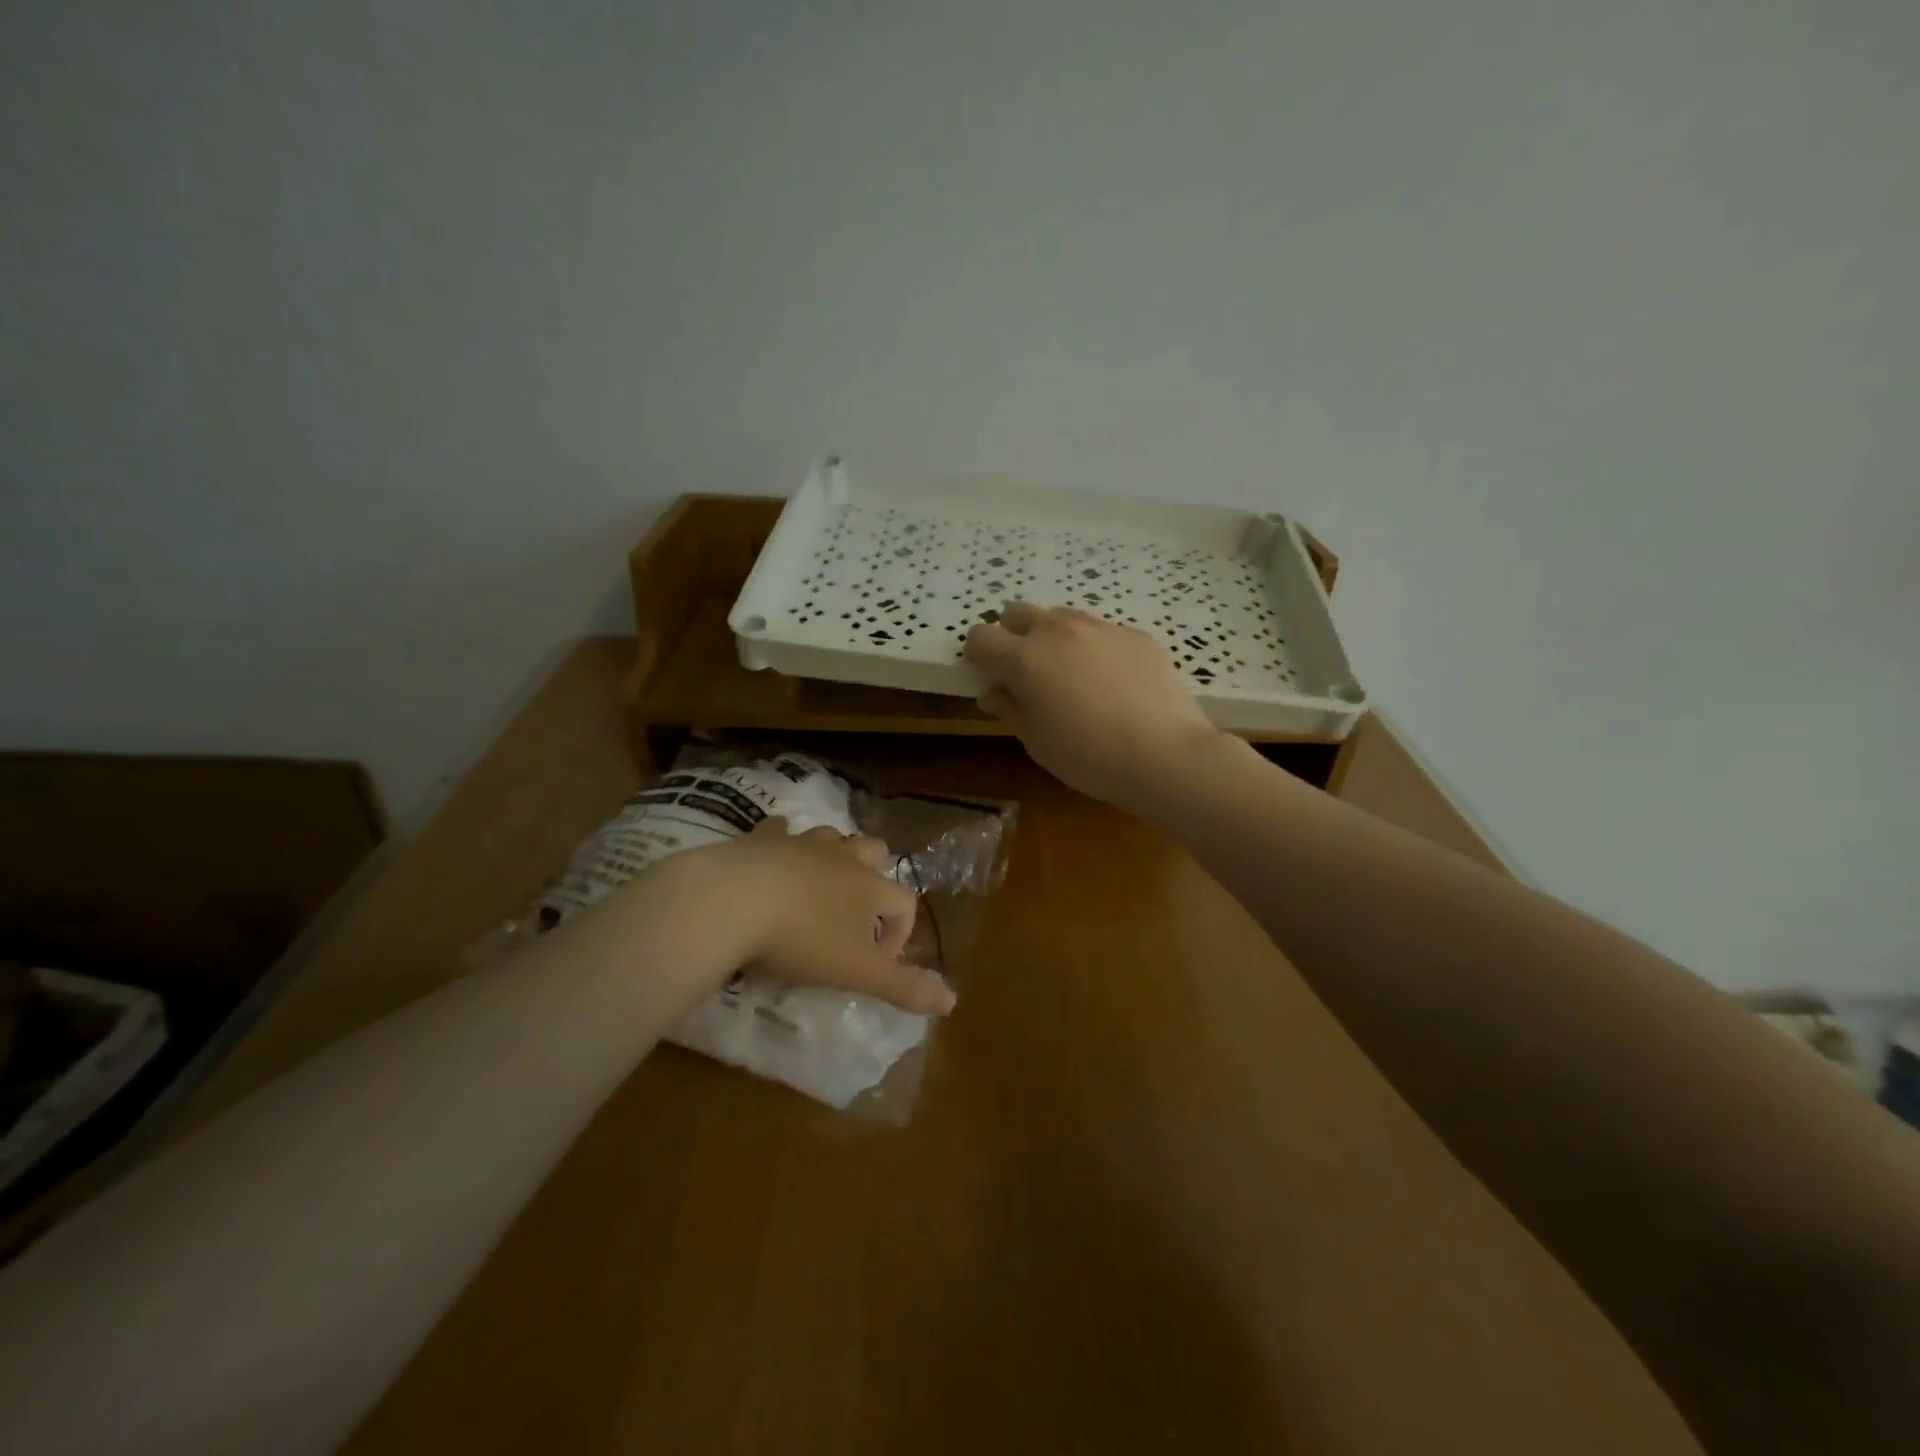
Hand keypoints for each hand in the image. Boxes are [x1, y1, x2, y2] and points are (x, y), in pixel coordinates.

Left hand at [686, 818, 954, 1015]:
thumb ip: (904, 987)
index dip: (901, 932)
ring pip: (832, 837)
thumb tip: (953, 1002)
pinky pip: (779, 830)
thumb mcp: (857, 972)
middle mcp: (842, 858)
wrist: (735, 900)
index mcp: (870, 887)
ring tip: (819, 886)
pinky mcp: (763, 839)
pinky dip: (782, 841)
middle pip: (874, 851)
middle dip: (875, 875)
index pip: (905, 903)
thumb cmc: (803, 939)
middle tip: (856, 912)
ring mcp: (802, 843)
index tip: (880, 962)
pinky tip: (773, 856)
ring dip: (834, 856)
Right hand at [966, 602, 1224, 806]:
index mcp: (1025, 658)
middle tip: (1025, 671)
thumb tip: (993, 693)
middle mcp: (1058, 631)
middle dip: (1012, 635)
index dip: (978, 655)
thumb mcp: (1037, 741)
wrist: (1164, 753)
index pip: (981, 636)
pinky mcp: (1135, 635)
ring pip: (1062, 617)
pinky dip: (1093, 648)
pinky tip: (1112, 682)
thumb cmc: (1089, 756)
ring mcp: (1100, 628)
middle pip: (1019, 613)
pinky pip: (1101, 632)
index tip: (987, 674)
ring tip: (1070, 674)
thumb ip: (1011, 709)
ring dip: (1053, 637)